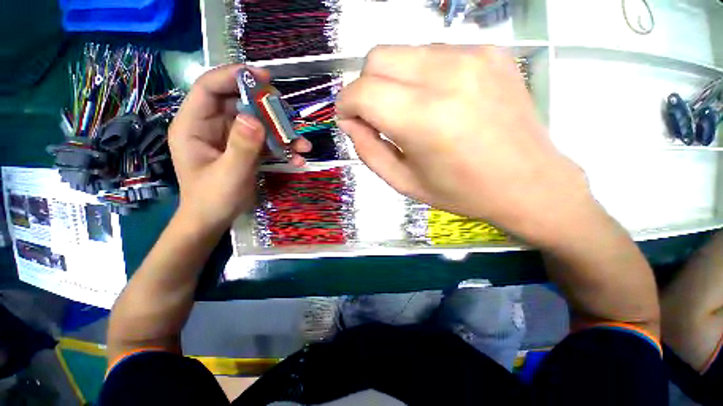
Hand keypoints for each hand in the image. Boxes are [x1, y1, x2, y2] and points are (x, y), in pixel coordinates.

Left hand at [169, 64, 310, 231]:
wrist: (215, 220)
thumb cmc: (213, 199)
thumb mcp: (228, 175)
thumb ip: (242, 147)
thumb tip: (256, 119)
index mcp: (194, 125)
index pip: (210, 88)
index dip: (234, 77)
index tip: (264, 77)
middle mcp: (212, 126)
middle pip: (240, 103)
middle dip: (267, 108)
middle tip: (288, 115)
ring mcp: (231, 137)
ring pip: (258, 122)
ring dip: (282, 132)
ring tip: (302, 144)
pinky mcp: (246, 149)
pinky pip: (266, 141)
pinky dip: (283, 147)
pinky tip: (298, 158)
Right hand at [337, 45, 591, 244]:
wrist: (528, 183)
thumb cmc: (461, 192)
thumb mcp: (403, 182)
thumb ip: (368, 151)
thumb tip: (349, 122)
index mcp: (424, 119)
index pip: (362, 92)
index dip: (346, 105)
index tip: (349, 121)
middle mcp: (448, 76)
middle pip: (378, 57)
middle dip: (366, 87)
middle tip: (377, 117)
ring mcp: (473, 56)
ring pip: (404, 51)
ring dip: (393, 81)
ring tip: (410, 112)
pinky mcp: (491, 51)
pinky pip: (434, 53)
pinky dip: (421, 75)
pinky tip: (438, 101)